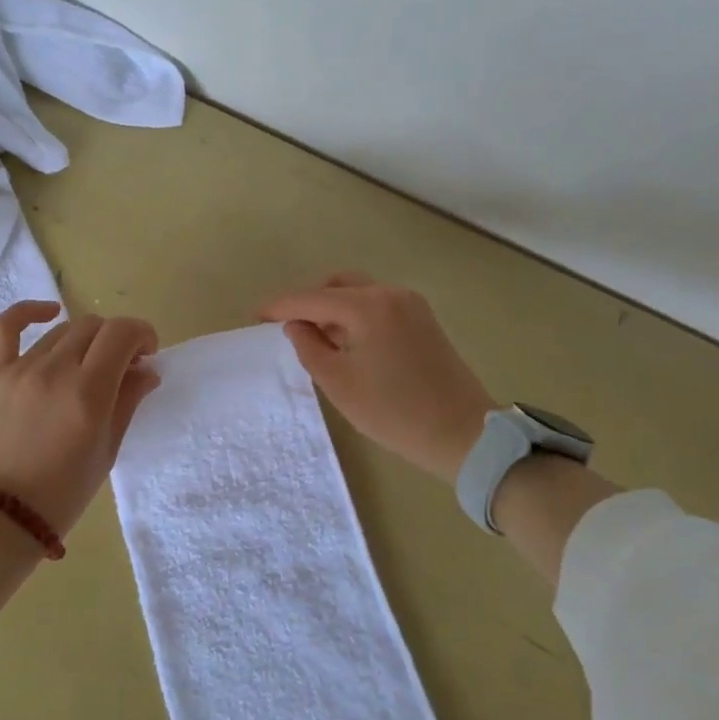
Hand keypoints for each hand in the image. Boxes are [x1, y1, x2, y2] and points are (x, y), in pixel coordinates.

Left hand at [0, 301, 160, 532]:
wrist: (2, 515)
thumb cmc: (64, 491)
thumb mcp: (107, 450)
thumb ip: (128, 401)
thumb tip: (147, 370)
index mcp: (88, 393)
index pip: (121, 333)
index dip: (142, 334)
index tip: (147, 353)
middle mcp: (55, 371)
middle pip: (95, 327)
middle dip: (117, 339)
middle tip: (123, 366)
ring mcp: (21, 369)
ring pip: (63, 330)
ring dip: (85, 340)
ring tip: (90, 363)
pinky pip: (6, 328)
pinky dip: (28, 312)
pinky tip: (49, 312)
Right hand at [258, 272, 494, 481]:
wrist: (463, 434)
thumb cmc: (394, 412)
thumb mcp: (339, 384)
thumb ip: (309, 347)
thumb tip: (296, 326)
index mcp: (367, 306)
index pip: (311, 299)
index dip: (280, 307)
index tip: (255, 317)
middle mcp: (390, 294)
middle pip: (337, 285)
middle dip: (309, 302)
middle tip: (288, 329)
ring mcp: (411, 304)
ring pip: (359, 292)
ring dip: (333, 308)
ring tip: (317, 340)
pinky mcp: (423, 320)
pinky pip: (378, 305)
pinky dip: (356, 315)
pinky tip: (348, 343)